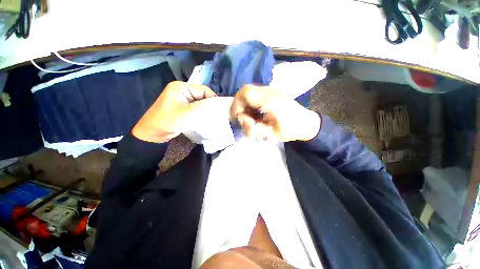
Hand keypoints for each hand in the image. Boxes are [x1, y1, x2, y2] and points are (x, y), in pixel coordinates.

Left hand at [132, 81, 216, 142]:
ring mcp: (183, 100)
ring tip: (214, 116)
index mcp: (181, 87)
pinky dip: (202, 112)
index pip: (203, 90)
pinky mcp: (183, 108)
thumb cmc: (166, 121)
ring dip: (206, 109)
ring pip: (200, 102)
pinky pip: (196, 108)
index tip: (221, 109)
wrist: (151, 134)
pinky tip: (207, 118)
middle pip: (202, 95)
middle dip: (210, 104)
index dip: (213, 98)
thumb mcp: (186, 113)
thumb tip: (218, 104)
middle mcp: (183, 91)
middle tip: (218, 114)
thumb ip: (202, 106)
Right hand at [230, 85, 320, 141]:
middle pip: (245, 90)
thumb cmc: (290, 130)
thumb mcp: (271, 134)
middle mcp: (270, 91)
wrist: (306, 123)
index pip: (246, 94)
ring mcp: (271, 90)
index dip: (237, 105)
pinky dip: (250, 104)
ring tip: (252, 118)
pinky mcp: (272, 92)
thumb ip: (253, 129)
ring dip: (245, 105)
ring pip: (249, 92)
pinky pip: (254, 94)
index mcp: (271, 100)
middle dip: (240, 106)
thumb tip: (242, 121)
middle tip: (244, 118)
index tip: (238, 117)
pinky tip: (256, 113)